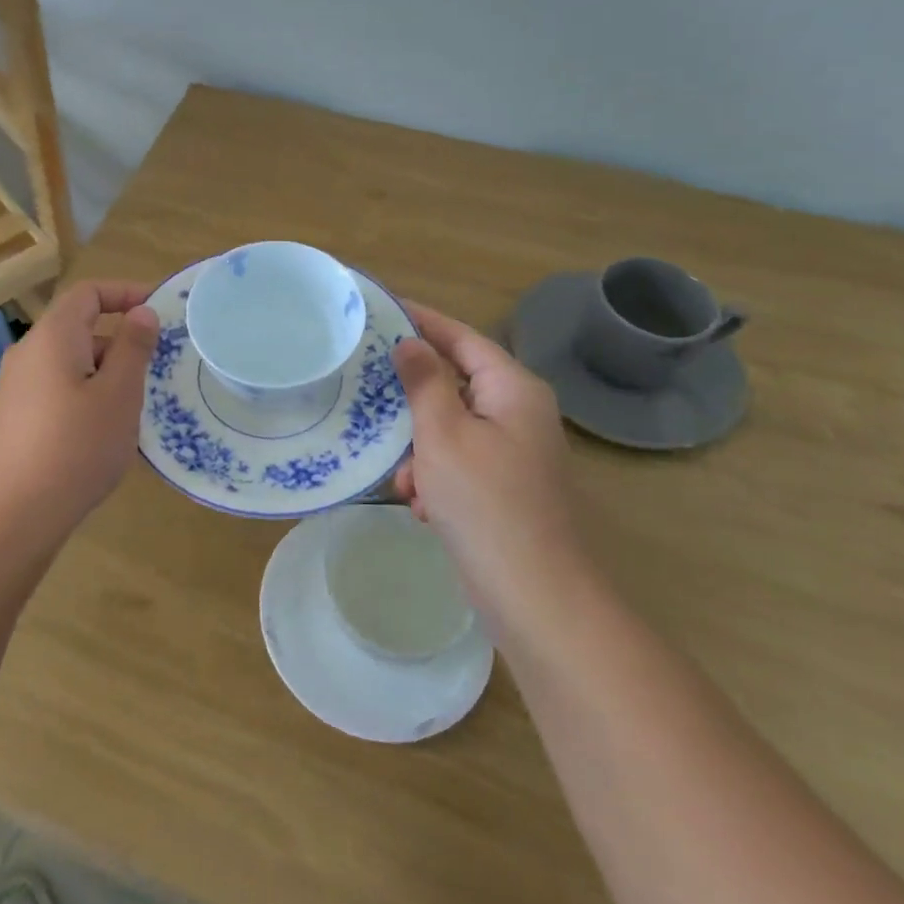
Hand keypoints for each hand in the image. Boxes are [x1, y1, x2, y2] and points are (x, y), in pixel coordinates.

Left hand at [0, 281, 159, 545]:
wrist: (15, 513)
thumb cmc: (77, 446)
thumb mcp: (119, 394)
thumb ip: (133, 347)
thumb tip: (142, 312)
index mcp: (52, 336)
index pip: (88, 292)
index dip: (125, 292)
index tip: (159, 310)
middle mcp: (28, 352)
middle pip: (78, 328)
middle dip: (119, 341)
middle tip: (154, 370)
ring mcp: (16, 386)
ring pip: (70, 362)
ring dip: (105, 372)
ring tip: (133, 407)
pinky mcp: (15, 417)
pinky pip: (57, 388)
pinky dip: (85, 394)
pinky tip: (102, 432)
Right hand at [391, 303, 579, 593]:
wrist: (533, 594)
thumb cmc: (485, 502)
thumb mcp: (443, 435)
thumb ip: (425, 382)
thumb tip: (411, 342)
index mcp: (513, 389)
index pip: (462, 337)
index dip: (422, 321)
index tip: (380, 309)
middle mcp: (518, 413)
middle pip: (453, 385)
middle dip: (412, 405)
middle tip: (369, 399)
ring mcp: (513, 452)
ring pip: (449, 429)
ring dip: (419, 451)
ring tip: (403, 481)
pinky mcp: (503, 487)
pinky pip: (458, 464)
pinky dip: (434, 479)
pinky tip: (422, 507)